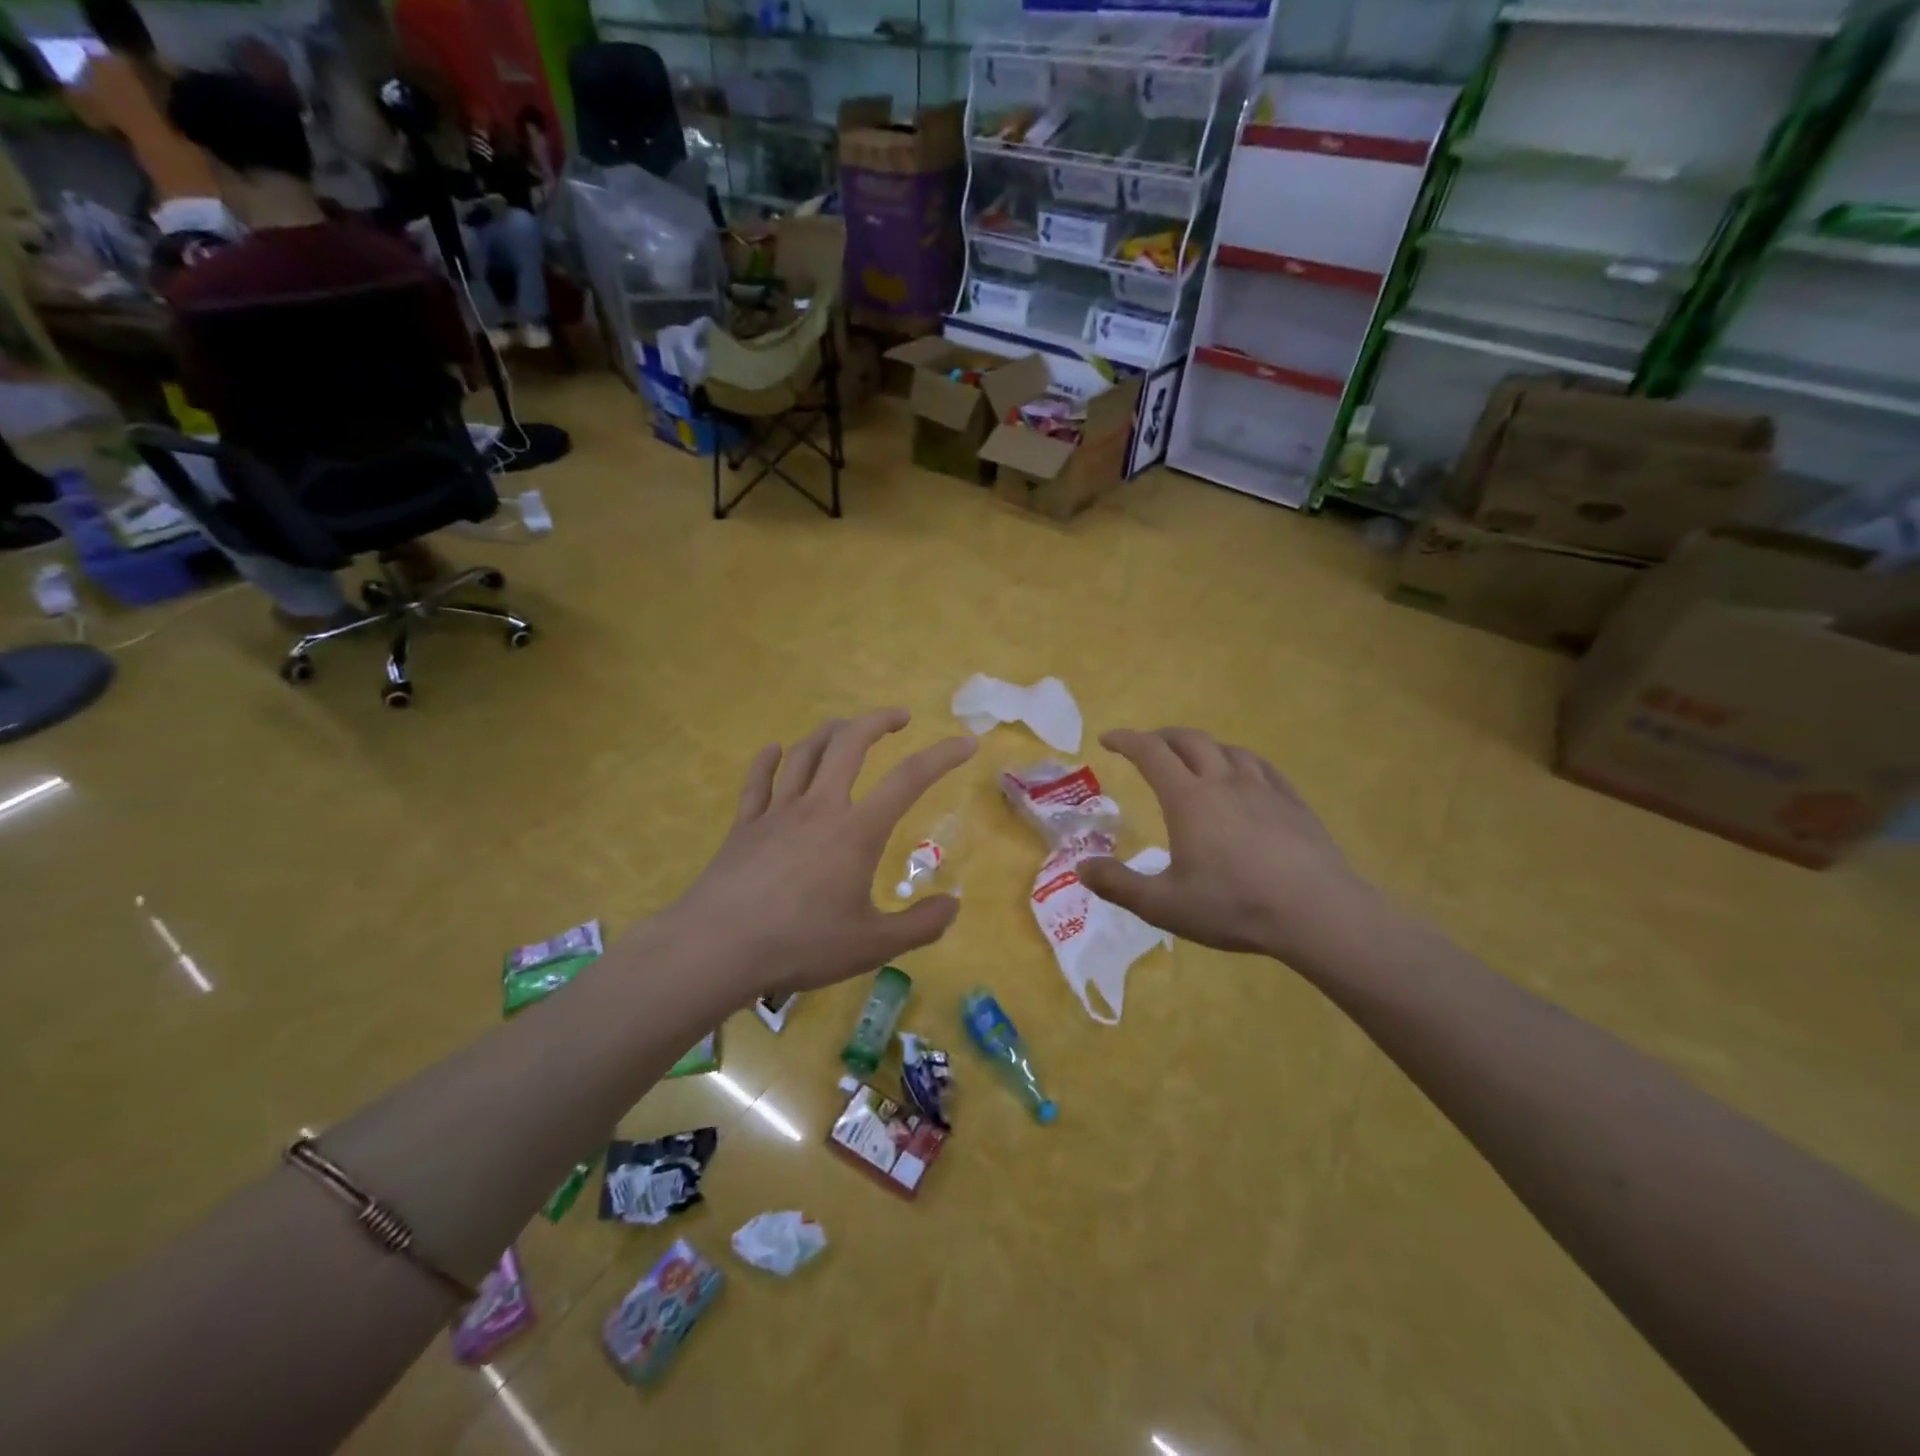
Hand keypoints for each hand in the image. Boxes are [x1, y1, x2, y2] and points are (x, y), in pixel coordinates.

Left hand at [668, 710, 976, 996]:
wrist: (718, 947)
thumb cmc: (801, 944)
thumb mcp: (873, 946)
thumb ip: (920, 925)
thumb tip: (954, 905)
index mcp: (857, 830)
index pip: (909, 779)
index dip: (942, 756)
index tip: (966, 742)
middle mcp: (820, 807)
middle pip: (849, 744)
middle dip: (877, 721)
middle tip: (898, 716)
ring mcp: (777, 812)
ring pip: (805, 753)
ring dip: (829, 732)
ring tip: (845, 727)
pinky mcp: (744, 825)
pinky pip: (757, 781)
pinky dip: (769, 760)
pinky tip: (775, 750)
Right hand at [1077, 728, 1373, 965]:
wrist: (1317, 912)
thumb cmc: (1234, 906)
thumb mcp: (1164, 905)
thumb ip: (1118, 885)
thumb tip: (1081, 867)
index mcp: (1188, 799)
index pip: (1150, 753)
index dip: (1126, 740)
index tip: (1108, 739)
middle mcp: (1223, 782)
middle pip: (1189, 741)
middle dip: (1162, 737)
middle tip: (1146, 746)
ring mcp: (1263, 789)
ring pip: (1227, 749)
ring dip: (1201, 746)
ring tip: (1192, 758)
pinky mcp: (1293, 802)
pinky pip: (1261, 767)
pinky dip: (1239, 761)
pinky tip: (1244, 775)